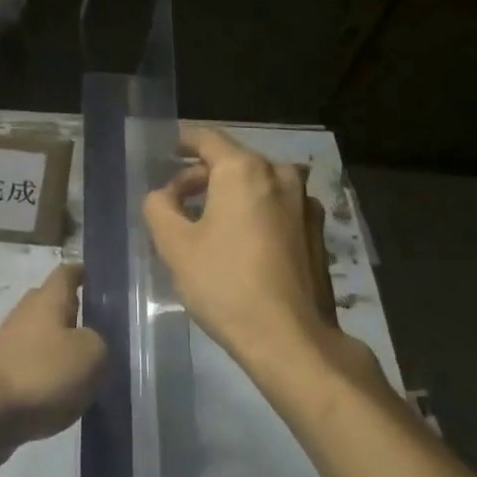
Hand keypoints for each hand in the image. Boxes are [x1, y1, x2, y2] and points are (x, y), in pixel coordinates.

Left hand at [0, 263, 105, 445]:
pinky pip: (34, 360)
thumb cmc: (44, 374)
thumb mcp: (92, 355)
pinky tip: (65, 388)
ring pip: (43, 333)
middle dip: (75, 310)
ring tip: (88, 363)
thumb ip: (100, 341)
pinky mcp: (3, 370)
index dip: (84, 273)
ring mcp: (10, 341)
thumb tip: (90, 342)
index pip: (67, 273)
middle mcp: (26, 312)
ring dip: (63, 344)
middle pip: (53, 302)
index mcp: (48, 299)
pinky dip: (49, 368)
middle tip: (102, 327)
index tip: (101, 280)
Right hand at [143, 128, 383, 393]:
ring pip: (258, 184)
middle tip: (177, 198)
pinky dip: (254, 211)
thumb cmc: (225, 284)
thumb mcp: (175, 246)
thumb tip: (164, 195)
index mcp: (244, 171)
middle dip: (203, 175)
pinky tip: (240, 241)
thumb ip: (160, 208)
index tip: (168, 149)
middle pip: (234, 161)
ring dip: (230, 194)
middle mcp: (280, 175)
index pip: (208, 139)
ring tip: (206, 221)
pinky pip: (277, 206)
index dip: (184, 141)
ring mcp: (304, 203)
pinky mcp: (317, 232)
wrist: (290, 337)